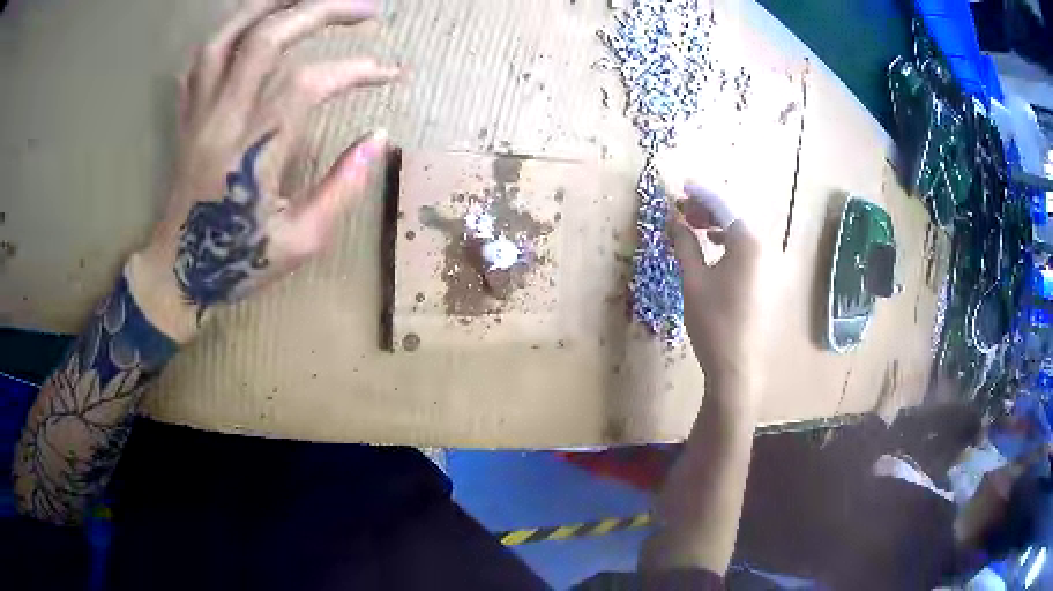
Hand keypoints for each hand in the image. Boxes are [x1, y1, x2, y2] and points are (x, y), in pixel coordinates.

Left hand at [129, 0, 398, 341]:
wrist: (176, 274)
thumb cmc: (238, 263)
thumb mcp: (301, 243)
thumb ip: (342, 187)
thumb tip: (377, 137)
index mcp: (251, 155)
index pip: (305, 85)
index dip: (355, 70)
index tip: (389, 73)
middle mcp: (221, 121)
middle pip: (266, 39)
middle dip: (321, 11)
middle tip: (366, 9)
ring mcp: (198, 113)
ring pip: (227, 36)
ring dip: (272, 4)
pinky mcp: (187, 115)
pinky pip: (202, 58)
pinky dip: (232, 29)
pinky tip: (257, 23)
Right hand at [667, 182, 763, 389]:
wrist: (736, 365)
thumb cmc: (713, 321)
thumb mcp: (693, 280)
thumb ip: (684, 244)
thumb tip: (673, 220)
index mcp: (748, 242)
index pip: (723, 206)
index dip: (701, 193)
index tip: (682, 184)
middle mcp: (763, 247)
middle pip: (734, 216)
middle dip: (707, 208)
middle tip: (681, 209)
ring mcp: (768, 264)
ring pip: (740, 232)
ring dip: (716, 224)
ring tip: (691, 226)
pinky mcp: (766, 279)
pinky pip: (746, 248)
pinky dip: (727, 241)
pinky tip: (712, 246)